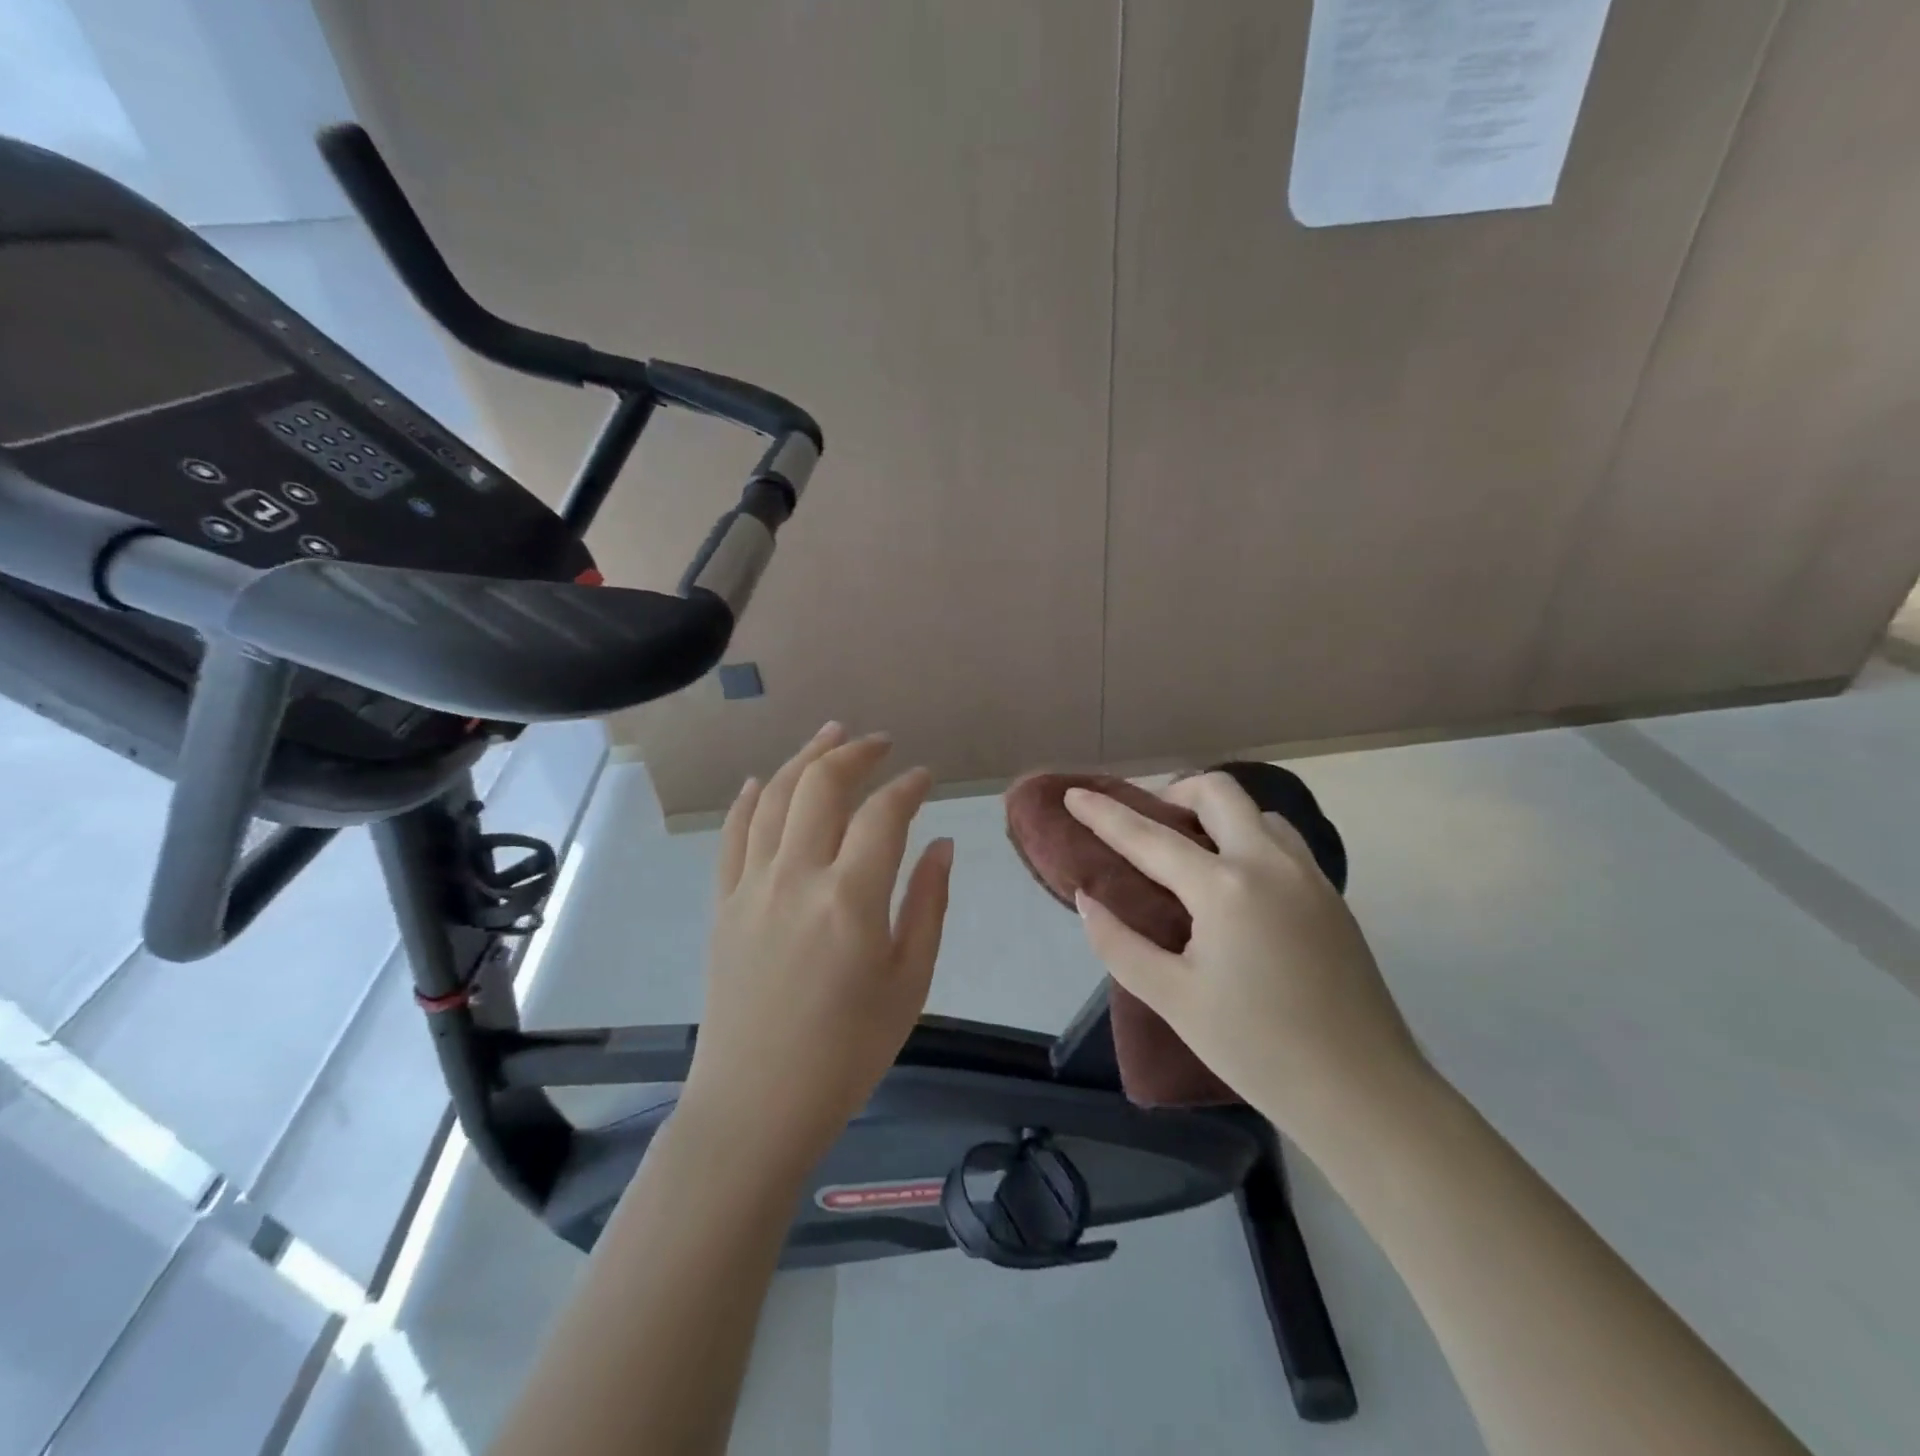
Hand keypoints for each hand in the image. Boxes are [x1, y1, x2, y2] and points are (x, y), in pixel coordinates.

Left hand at [682, 723, 953, 1179]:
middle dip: (854, 754)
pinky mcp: (723, 904)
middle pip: (821, 787)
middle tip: (879, 743)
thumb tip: (940, 844)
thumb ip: (927, 905)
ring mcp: (751, 887)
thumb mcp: (909, 983)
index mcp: (850, 899)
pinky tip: (765, 782)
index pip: (882, 814)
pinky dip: (750, 800)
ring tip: (830, 735)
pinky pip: (733, 836)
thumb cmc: (847, 1052)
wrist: (757, 1104)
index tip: (924, 777)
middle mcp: (796, 877)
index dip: (907, 786)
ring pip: (775, 798)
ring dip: (804, 759)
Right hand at [1065, 772, 1431, 1151]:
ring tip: (1190, 851)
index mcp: (1224, 887)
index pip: (1149, 836)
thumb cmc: (1257, 1049)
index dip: (1105, 814)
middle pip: (1218, 792)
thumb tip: (1088, 899)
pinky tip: (1235, 884)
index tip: (1073, 794)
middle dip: (1173, 792)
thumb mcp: (1172, 999)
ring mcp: (1308, 876)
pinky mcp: (1331, 897)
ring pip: (1257, 813)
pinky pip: (1282, 842)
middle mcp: (1269, 863)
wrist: (1365, 1094)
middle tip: (1147, 822)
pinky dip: (1248, 838)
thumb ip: (1119, 943)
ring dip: (1217, 814)